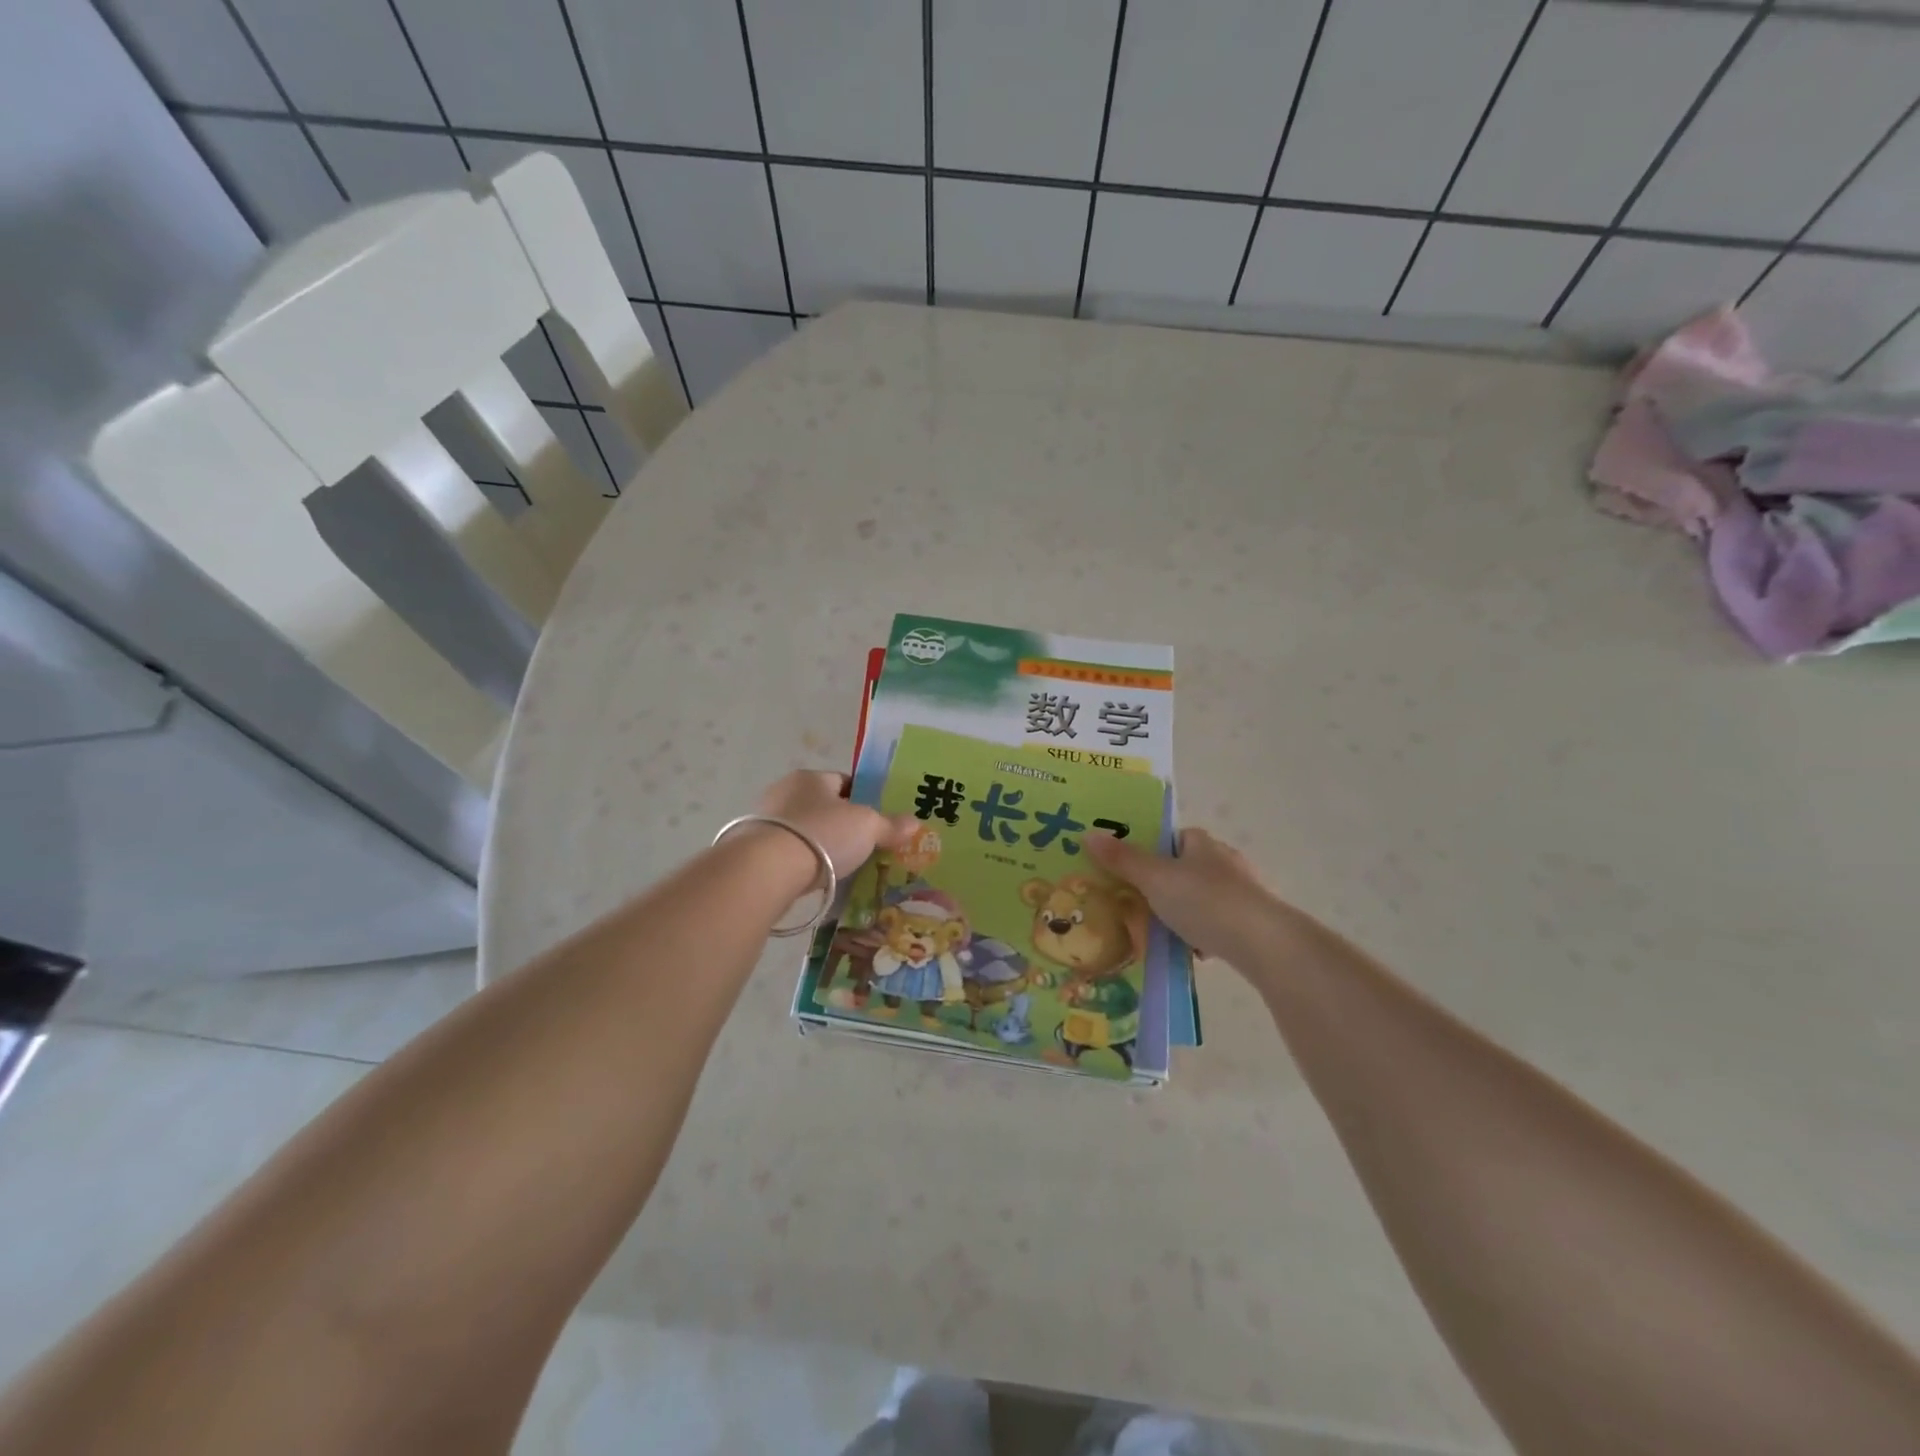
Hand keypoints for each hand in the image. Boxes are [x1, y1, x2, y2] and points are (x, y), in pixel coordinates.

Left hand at [753, 770, 916, 880]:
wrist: (766, 870)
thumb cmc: (822, 834)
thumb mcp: (868, 827)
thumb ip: (890, 825)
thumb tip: (915, 823)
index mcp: (810, 777)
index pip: (843, 781)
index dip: (863, 798)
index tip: (877, 820)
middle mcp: (784, 792)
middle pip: (822, 806)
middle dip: (842, 824)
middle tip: (863, 845)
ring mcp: (764, 821)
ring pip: (804, 830)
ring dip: (821, 845)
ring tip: (842, 866)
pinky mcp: (753, 850)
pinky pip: (788, 853)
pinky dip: (803, 862)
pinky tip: (816, 878)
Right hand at [1084, 826, 1289, 965]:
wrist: (1263, 944)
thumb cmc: (1204, 901)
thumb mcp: (1154, 879)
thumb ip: (1122, 859)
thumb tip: (1087, 834)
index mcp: (1202, 843)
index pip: (1174, 837)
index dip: (1152, 850)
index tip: (1132, 871)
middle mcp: (1225, 860)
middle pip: (1186, 868)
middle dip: (1165, 885)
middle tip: (1138, 904)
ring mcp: (1244, 892)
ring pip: (1202, 898)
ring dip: (1184, 912)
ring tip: (1161, 932)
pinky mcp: (1254, 922)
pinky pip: (1219, 923)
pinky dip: (1204, 934)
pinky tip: (1192, 952)